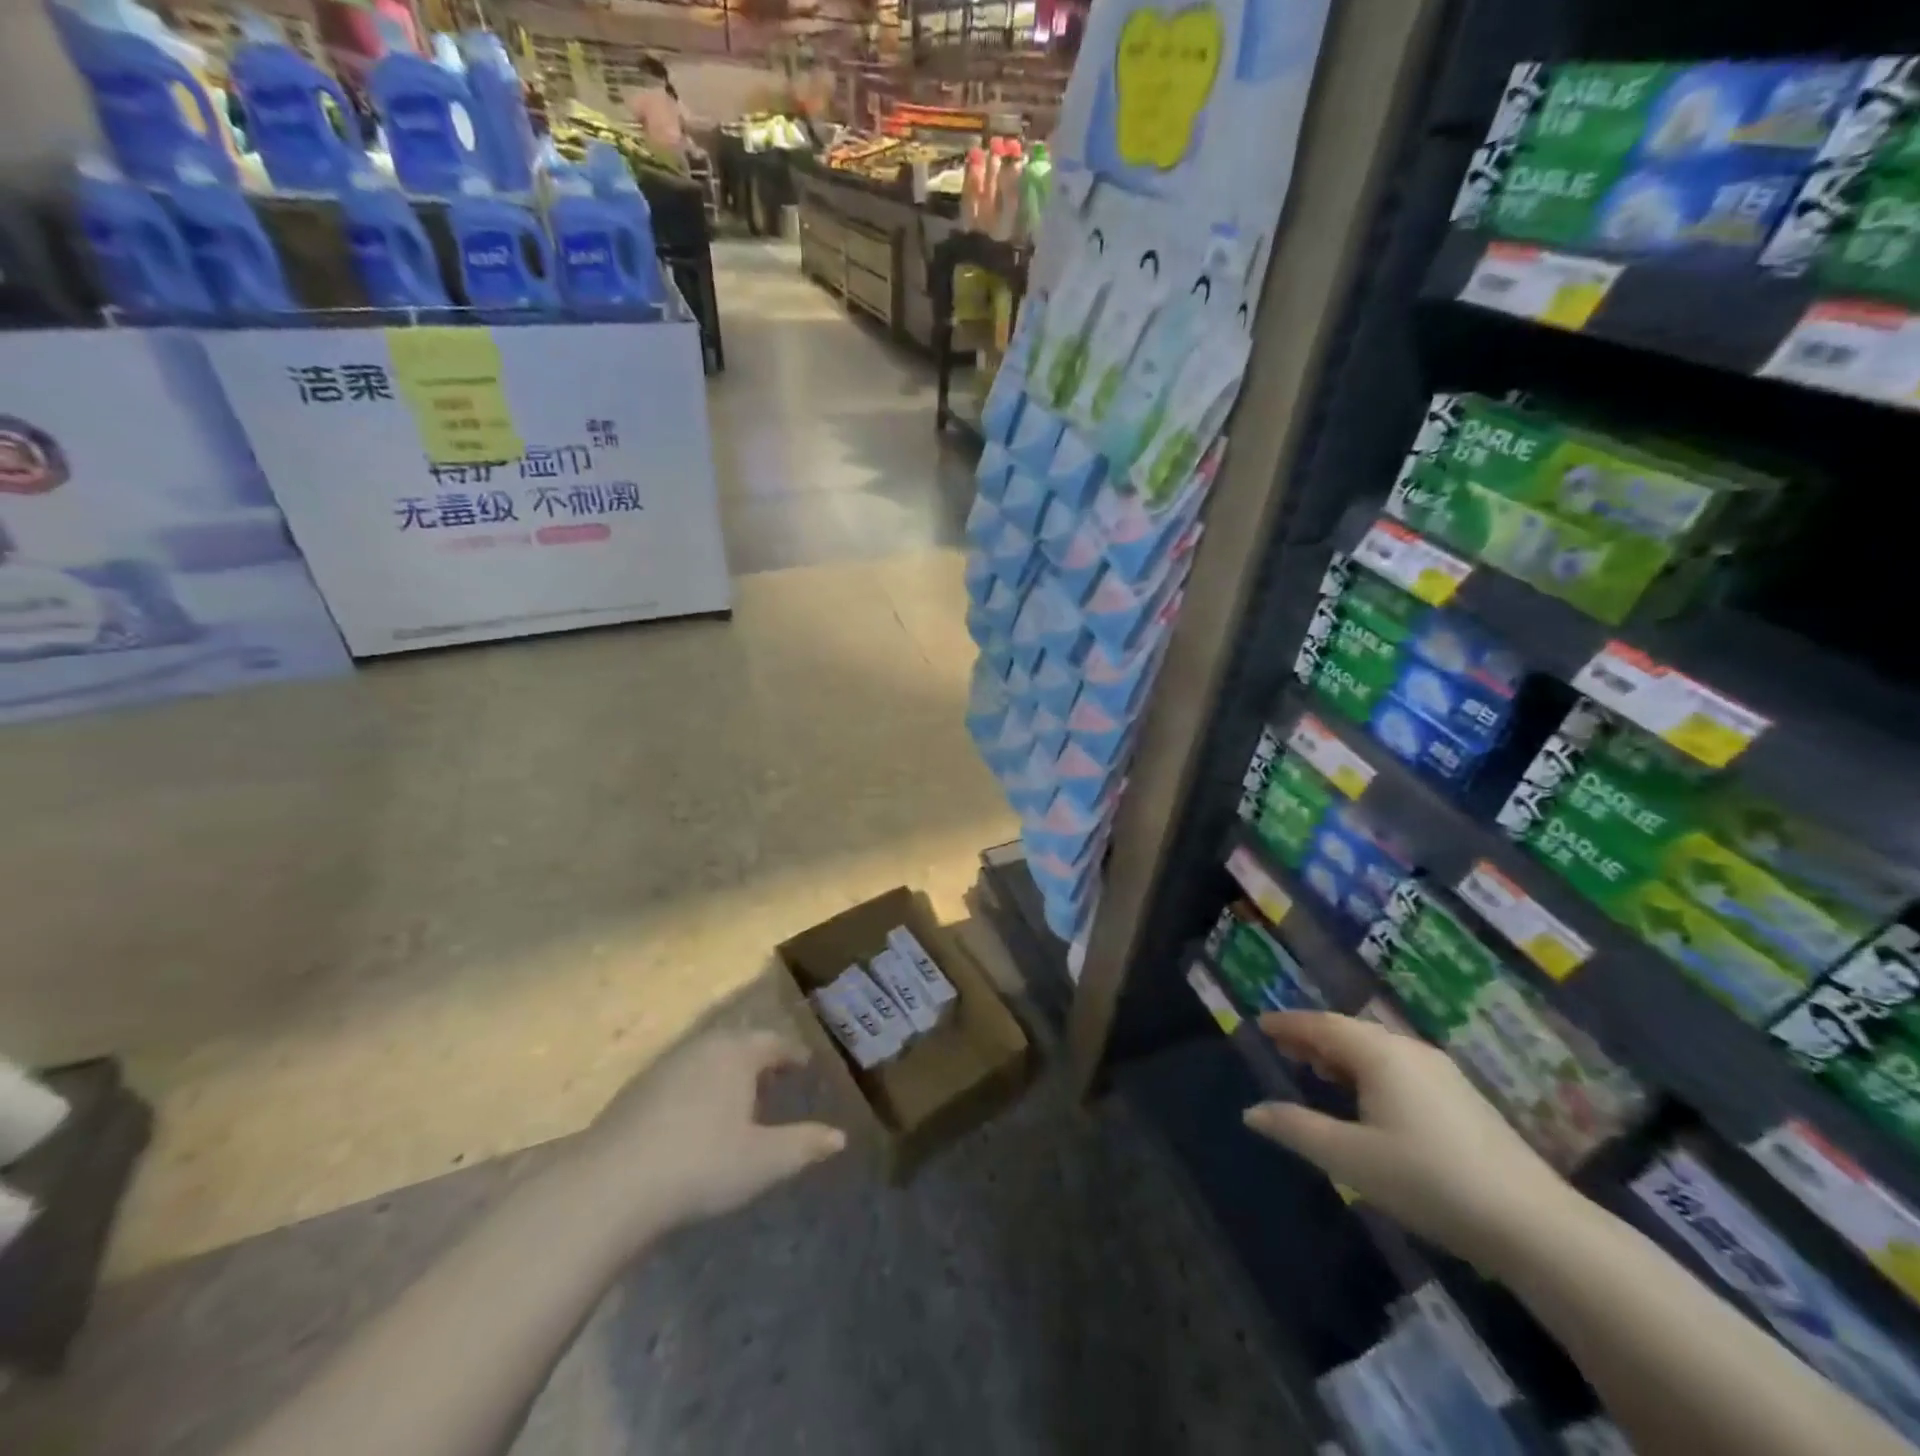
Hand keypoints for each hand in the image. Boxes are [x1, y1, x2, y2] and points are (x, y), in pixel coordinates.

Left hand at [562, 1030, 846, 1254]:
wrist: (610, 1186)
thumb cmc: (700, 1164)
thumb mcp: (763, 1161)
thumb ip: (804, 1145)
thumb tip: (840, 1137)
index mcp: (737, 1053)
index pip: (774, 1042)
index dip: (793, 1054)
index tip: (806, 1066)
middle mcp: (702, 1046)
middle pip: (740, 1043)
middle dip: (761, 1059)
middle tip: (778, 1081)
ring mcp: (665, 1065)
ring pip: (708, 1058)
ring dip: (728, 1072)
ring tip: (740, 1100)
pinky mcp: (636, 1089)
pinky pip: (682, 1076)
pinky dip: (699, 1087)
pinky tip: (696, 1118)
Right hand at [1242, 1012, 1575, 1273]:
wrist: (1535, 1226)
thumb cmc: (1428, 1181)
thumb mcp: (1351, 1159)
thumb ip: (1297, 1129)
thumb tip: (1251, 1112)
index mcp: (1379, 1054)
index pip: (1321, 1025)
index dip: (1288, 1024)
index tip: (1261, 1024)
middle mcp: (1409, 1050)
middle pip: (1350, 1031)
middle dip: (1313, 1036)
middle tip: (1283, 1046)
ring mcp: (1441, 1073)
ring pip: (1377, 1049)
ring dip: (1342, 1053)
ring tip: (1317, 1068)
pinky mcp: (1463, 1099)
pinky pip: (1399, 1066)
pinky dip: (1369, 1069)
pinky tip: (1368, 1097)